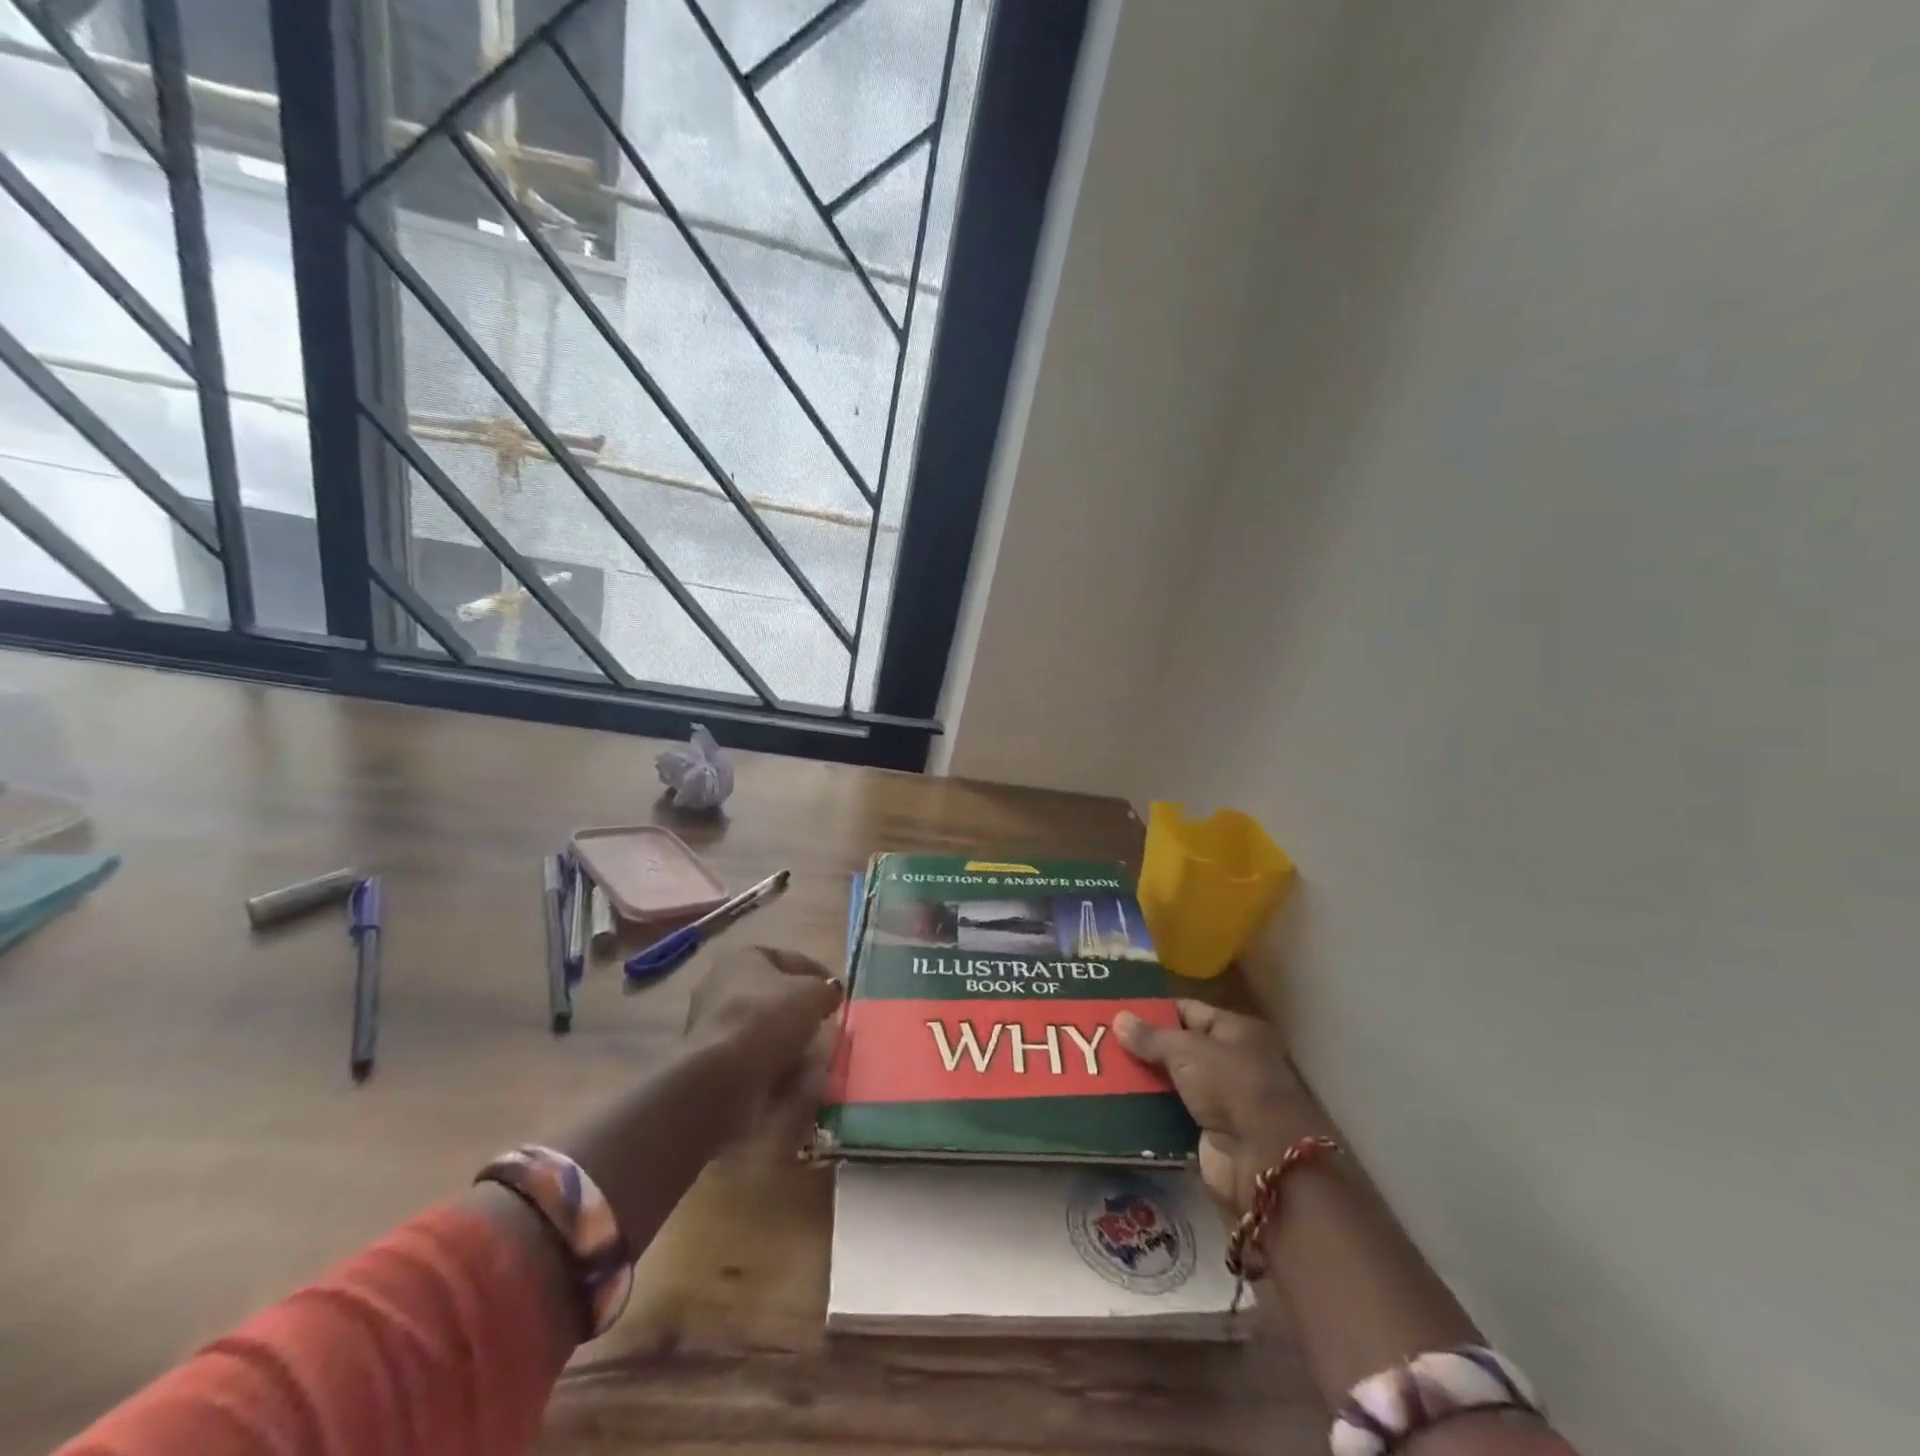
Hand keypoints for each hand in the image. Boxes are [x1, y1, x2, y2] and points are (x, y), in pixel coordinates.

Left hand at [686, 946, 843, 1135]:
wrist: (721, 1076)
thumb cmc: (768, 1017)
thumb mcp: (813, 994)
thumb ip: (826, 991)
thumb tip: (829, 995)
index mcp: (742, 956)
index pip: (789, 959)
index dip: (818, 975)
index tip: (837, 995)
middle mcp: (720, 983)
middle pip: (772, 994)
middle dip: (797, 1008)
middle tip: (822, 1022)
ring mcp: (710, 1022)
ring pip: (760, 1025)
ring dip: (784, 1037)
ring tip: (810, 1053)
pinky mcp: (708, 1058)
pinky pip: (749, 1053)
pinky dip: (770, 1060)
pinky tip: (789, 1073)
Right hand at [1113, 1000, 1324, 1209]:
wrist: (1263, 1160)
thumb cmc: (1232, 1087)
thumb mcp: (1188, 1051)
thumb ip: (1151, 1037)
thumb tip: (1118, 1018)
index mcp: (1236, 1031)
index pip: (1188, 1011)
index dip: (1155, 1010)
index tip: (1117, 1010)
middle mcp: (1230, 1061)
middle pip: (1178, 1047)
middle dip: (1143, 1046)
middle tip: (1100, 1039)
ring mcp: (1219, 1099)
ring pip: (1171, 1082)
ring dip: (1142, 1079)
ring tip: (1100, 1069)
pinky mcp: (1207, 1132)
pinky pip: (1170, 1114)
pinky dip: (1148, 1110)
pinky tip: (1115, 1102)